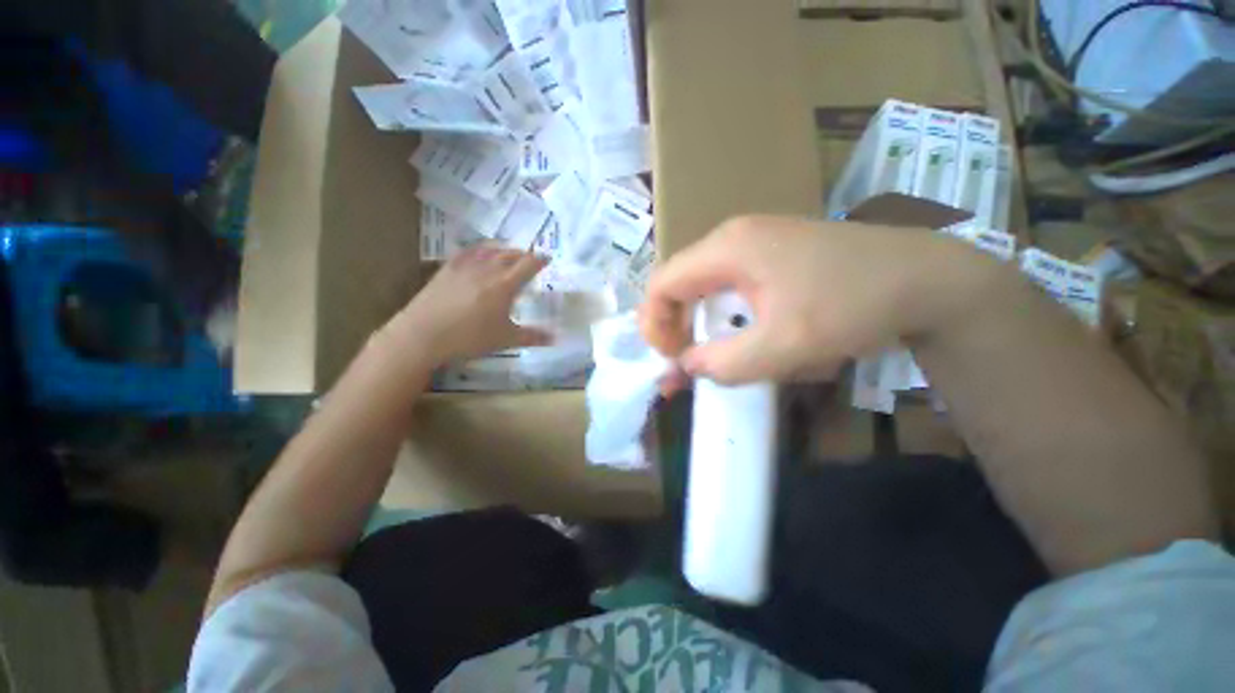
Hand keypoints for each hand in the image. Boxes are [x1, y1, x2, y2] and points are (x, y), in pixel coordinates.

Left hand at [385, 245, 552, 364]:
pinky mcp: (447, 268)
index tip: (547, 258)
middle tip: (530, 259)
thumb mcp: (506, 340)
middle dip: (524, 254)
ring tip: (509, 254)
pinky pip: (468, 252)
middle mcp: (488, 269)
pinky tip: (479, 253)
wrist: (424, 334)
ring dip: (504, 250)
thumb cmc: (470, 338)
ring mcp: (466, 266)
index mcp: (505, 284)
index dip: (540, 260)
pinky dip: (479, 249)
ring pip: (490, 250)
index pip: (528, 264)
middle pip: (510, 254)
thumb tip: (555, 338)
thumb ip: (532, 336)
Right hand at [640, 216, 995, 385]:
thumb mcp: (786, 345)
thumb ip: (726, 362)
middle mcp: (733, 238)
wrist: (928, 279)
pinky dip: (727, 316)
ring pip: (705, 288)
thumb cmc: (855, 306)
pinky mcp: (772, 254)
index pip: (662, 282)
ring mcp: (754, 242)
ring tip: (716, 353)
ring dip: (703, 324)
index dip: (654, 323)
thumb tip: (686, 366)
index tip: (670, 358)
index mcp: (727, 248)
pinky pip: (730, 287)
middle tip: (685, 363)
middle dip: (676, 326)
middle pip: (680, 283)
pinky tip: (748, 334)